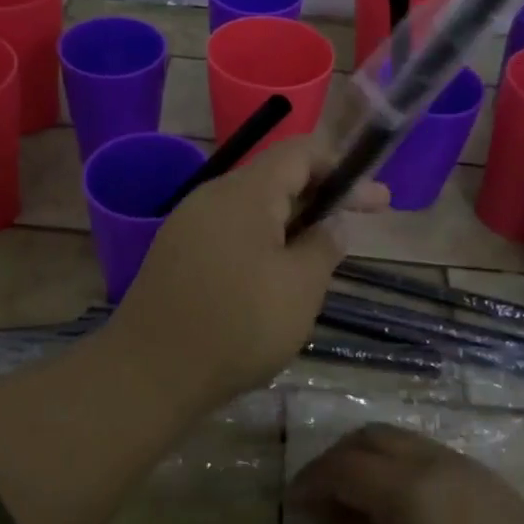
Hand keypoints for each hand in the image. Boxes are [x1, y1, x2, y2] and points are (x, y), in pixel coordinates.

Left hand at [106, 137, 386, 403]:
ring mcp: (189, 225)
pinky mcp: (177, 254)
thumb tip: (332, 223)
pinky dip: (263, 242)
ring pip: (253, 209)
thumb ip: (323, 245)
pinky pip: (230, 233)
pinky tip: (277, 275)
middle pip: (275, 178)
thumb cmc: (238, 324)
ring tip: (323, 254)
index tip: (373, 197)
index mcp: (245, 193)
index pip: (299, 152)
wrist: (150, 372)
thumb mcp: (300, 287)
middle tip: (362, 222)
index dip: (341, 166)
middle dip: (321, 197)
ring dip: (293, 223)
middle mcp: (212, 197)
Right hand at [290, 424, 523, 523]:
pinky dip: (409, 469)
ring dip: (376, 460)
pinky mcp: (500, 489)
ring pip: (409, 442)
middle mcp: (439, 465)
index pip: (343, 466)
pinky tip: (413, 514)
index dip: (311, 480)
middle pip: (375, 436)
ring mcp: (475, 472)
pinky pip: (439, 458)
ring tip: (365, 504)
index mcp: (407, 490)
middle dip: (340, 458)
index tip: (293, 503)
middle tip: (325, 495)